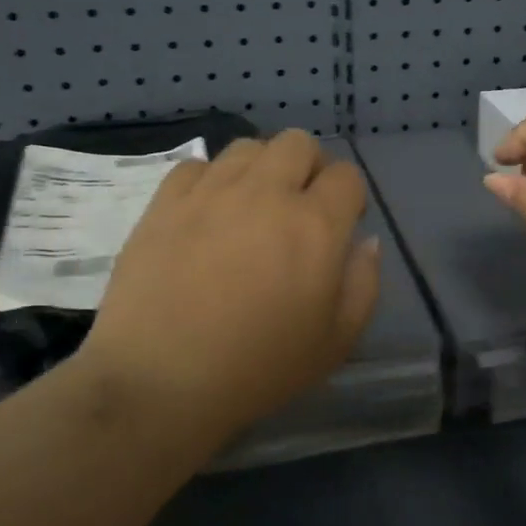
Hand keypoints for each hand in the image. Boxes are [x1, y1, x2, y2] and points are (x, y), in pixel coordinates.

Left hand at [77, 130, 380, 454]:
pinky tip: (208, 214)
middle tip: (300, 207)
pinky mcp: (165, 202)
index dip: (350, 197)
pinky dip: (212, 180)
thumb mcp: (336, 341)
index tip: (341, 224)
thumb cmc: (259, 368)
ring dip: (262, 168)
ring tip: (252, 206)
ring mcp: (211, 192)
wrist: (161, 381)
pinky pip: (197, 166)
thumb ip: (364, 283)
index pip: (346, 176)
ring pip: (248, 146)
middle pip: (299, 143)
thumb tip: (365, 240)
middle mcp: (266, 193)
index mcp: (316, 225)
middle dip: (310, 167)